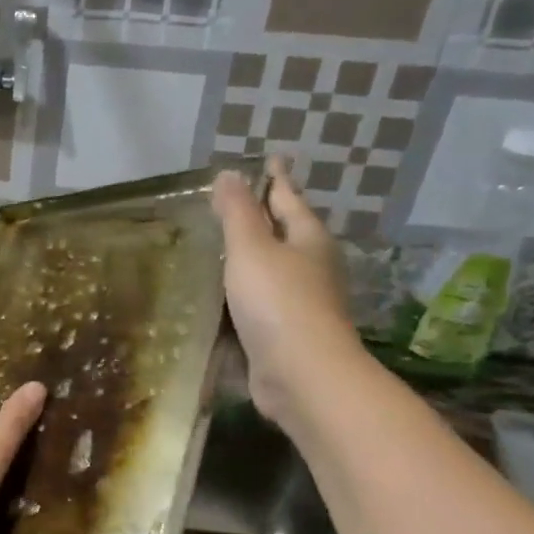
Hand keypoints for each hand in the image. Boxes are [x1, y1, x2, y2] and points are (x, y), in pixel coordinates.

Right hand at [212, 159, 361, 424]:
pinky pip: (261, 301)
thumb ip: (237, 212)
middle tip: (236, 202)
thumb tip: (229, 174)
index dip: (275, 178)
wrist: (302, 375)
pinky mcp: (286, 333)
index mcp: (308, 239)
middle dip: (266, 217)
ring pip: (274, 268)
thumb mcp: (252, 248)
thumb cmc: (278, 301)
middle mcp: (311, 267)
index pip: (289, 198)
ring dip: (253, 257)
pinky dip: (243, 292)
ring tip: (222, 246)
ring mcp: (301, 302)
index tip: (269, 158)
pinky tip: (221, 295)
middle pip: (287, 233)